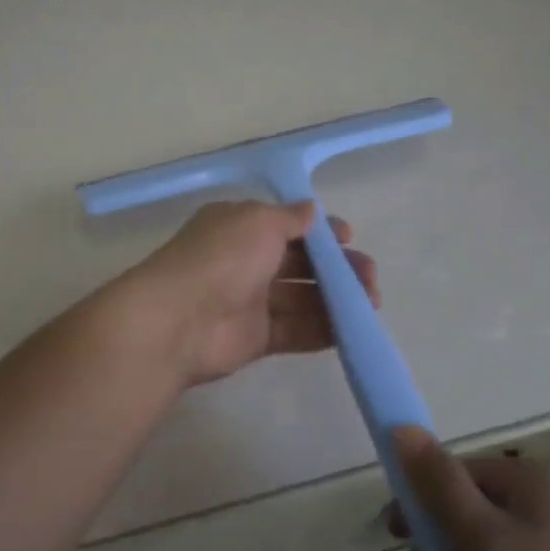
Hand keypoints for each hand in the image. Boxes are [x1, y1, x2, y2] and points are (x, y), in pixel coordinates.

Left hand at [129, 200, 377, 387]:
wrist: (179, 320)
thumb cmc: (221, 258)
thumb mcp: (259, 221)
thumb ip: (291, 218)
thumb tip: (312, 212)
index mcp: (240, 227)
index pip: (286, 226)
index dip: (319, 232)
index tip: (348, 238)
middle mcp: (245, 261)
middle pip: (300, 264)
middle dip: (337, 268)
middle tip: (369, 277)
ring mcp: (250, 301)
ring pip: (302, 298)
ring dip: (337, 300)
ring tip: (370, 304)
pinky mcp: (255, 338)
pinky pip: (295, 331)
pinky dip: (323, 330)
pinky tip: (352, 329)